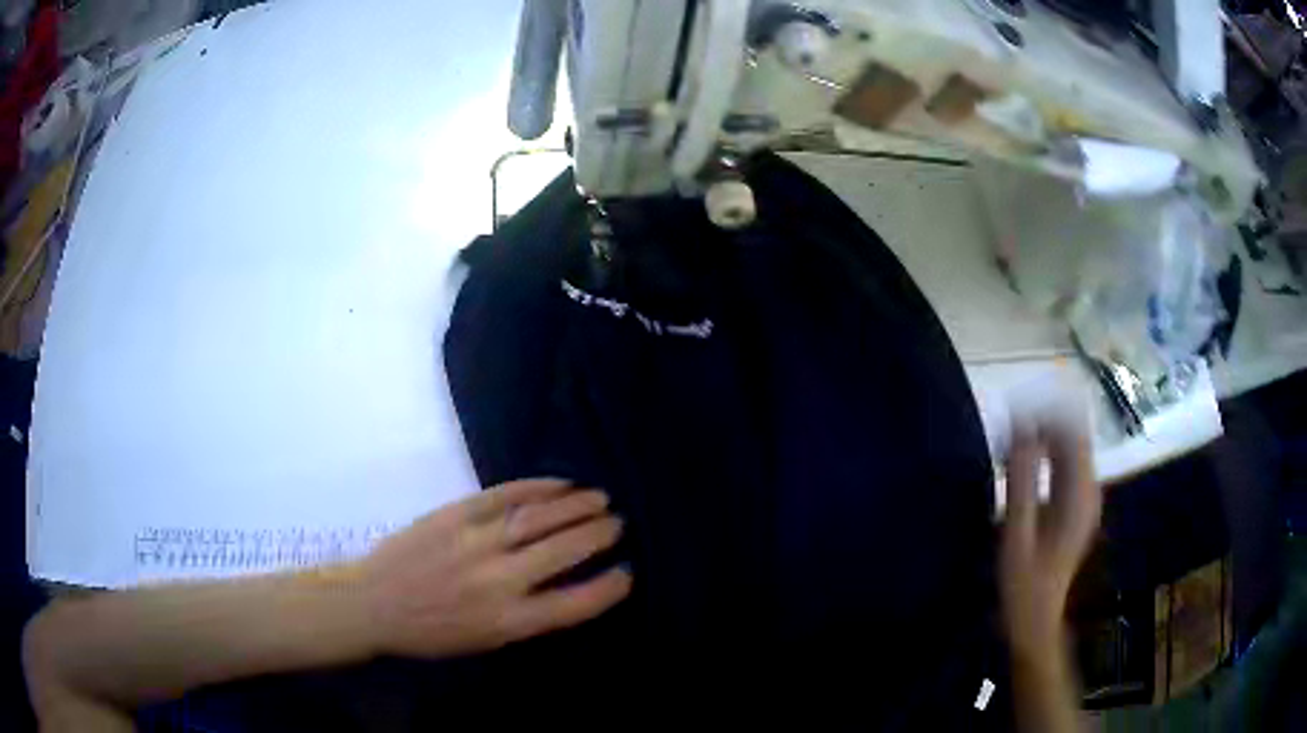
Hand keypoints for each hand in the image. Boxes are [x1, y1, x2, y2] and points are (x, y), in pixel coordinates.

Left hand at [358, 479, 629, 658]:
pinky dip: (537, 486)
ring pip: (539, 517)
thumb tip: (570, 586)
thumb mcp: (486, 641)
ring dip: (576, 505)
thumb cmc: (432, 631)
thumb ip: (529, 617)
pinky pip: (504, 494)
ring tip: (599, 498)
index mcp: (508, 621)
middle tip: (618, 522)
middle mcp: (499, 580)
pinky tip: (559, 483)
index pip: (575, 603)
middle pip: (564, 551)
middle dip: (599, 534)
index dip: (609, 587)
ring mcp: (476, 542)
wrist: (374, 602)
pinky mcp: (455, 514)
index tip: (628, 572)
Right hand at [999, 422, 1100, 661]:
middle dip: (1042, 424)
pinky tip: (1020, 468)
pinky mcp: (1077, 507)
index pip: (1074, 430)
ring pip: (1069, 449)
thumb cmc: (1023, 582)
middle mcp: (1090, 488)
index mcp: (1081, 492)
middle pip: (1073, 435)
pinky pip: (1064, 466)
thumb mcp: (1018, 533)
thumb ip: (1021, 480)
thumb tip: (1021, 427)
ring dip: (1042, 440)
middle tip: (1006, 431)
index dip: (1048, 412)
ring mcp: (1085, 498)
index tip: (1015, 411)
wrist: (1035, 621)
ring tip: (1008, 447)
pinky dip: (1044, 457)